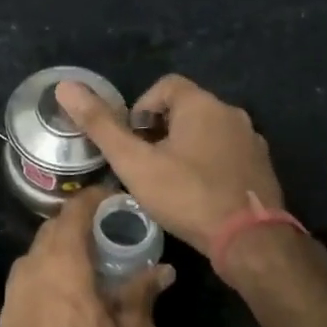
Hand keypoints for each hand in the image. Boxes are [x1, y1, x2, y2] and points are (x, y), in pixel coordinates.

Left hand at [0, 186, 172, 326]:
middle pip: (51, 230)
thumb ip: (142, 295)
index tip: (113, 197)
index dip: (93, 199)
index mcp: (62, 267)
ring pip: (37, 256)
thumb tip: (162, 269)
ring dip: (61, 250)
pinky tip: (70, 296)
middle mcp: (30, 272)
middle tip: (109, 231)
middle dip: (78, 224)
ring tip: (92, 262)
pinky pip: (29, 281)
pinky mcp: (6, 321)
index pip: (73, 213)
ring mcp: (13, 297)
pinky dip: (49, 275)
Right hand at [55, 74, 283, 254]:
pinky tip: (196, 194)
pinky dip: (207, 164)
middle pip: (187, 109)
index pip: (165, 85)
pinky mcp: (262, 167)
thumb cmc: (187, 196)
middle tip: (143, 164)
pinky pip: (226, 154)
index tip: (131, 141)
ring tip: (166, 181)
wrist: (250, 240)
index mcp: (202, 105)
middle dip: (161, 131)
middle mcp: (232, 114)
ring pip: (208, 133)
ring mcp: (251, 141)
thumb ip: (101, 126)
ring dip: (184, 148)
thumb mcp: (135, 163)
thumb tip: (65, 86)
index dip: (141, 108)